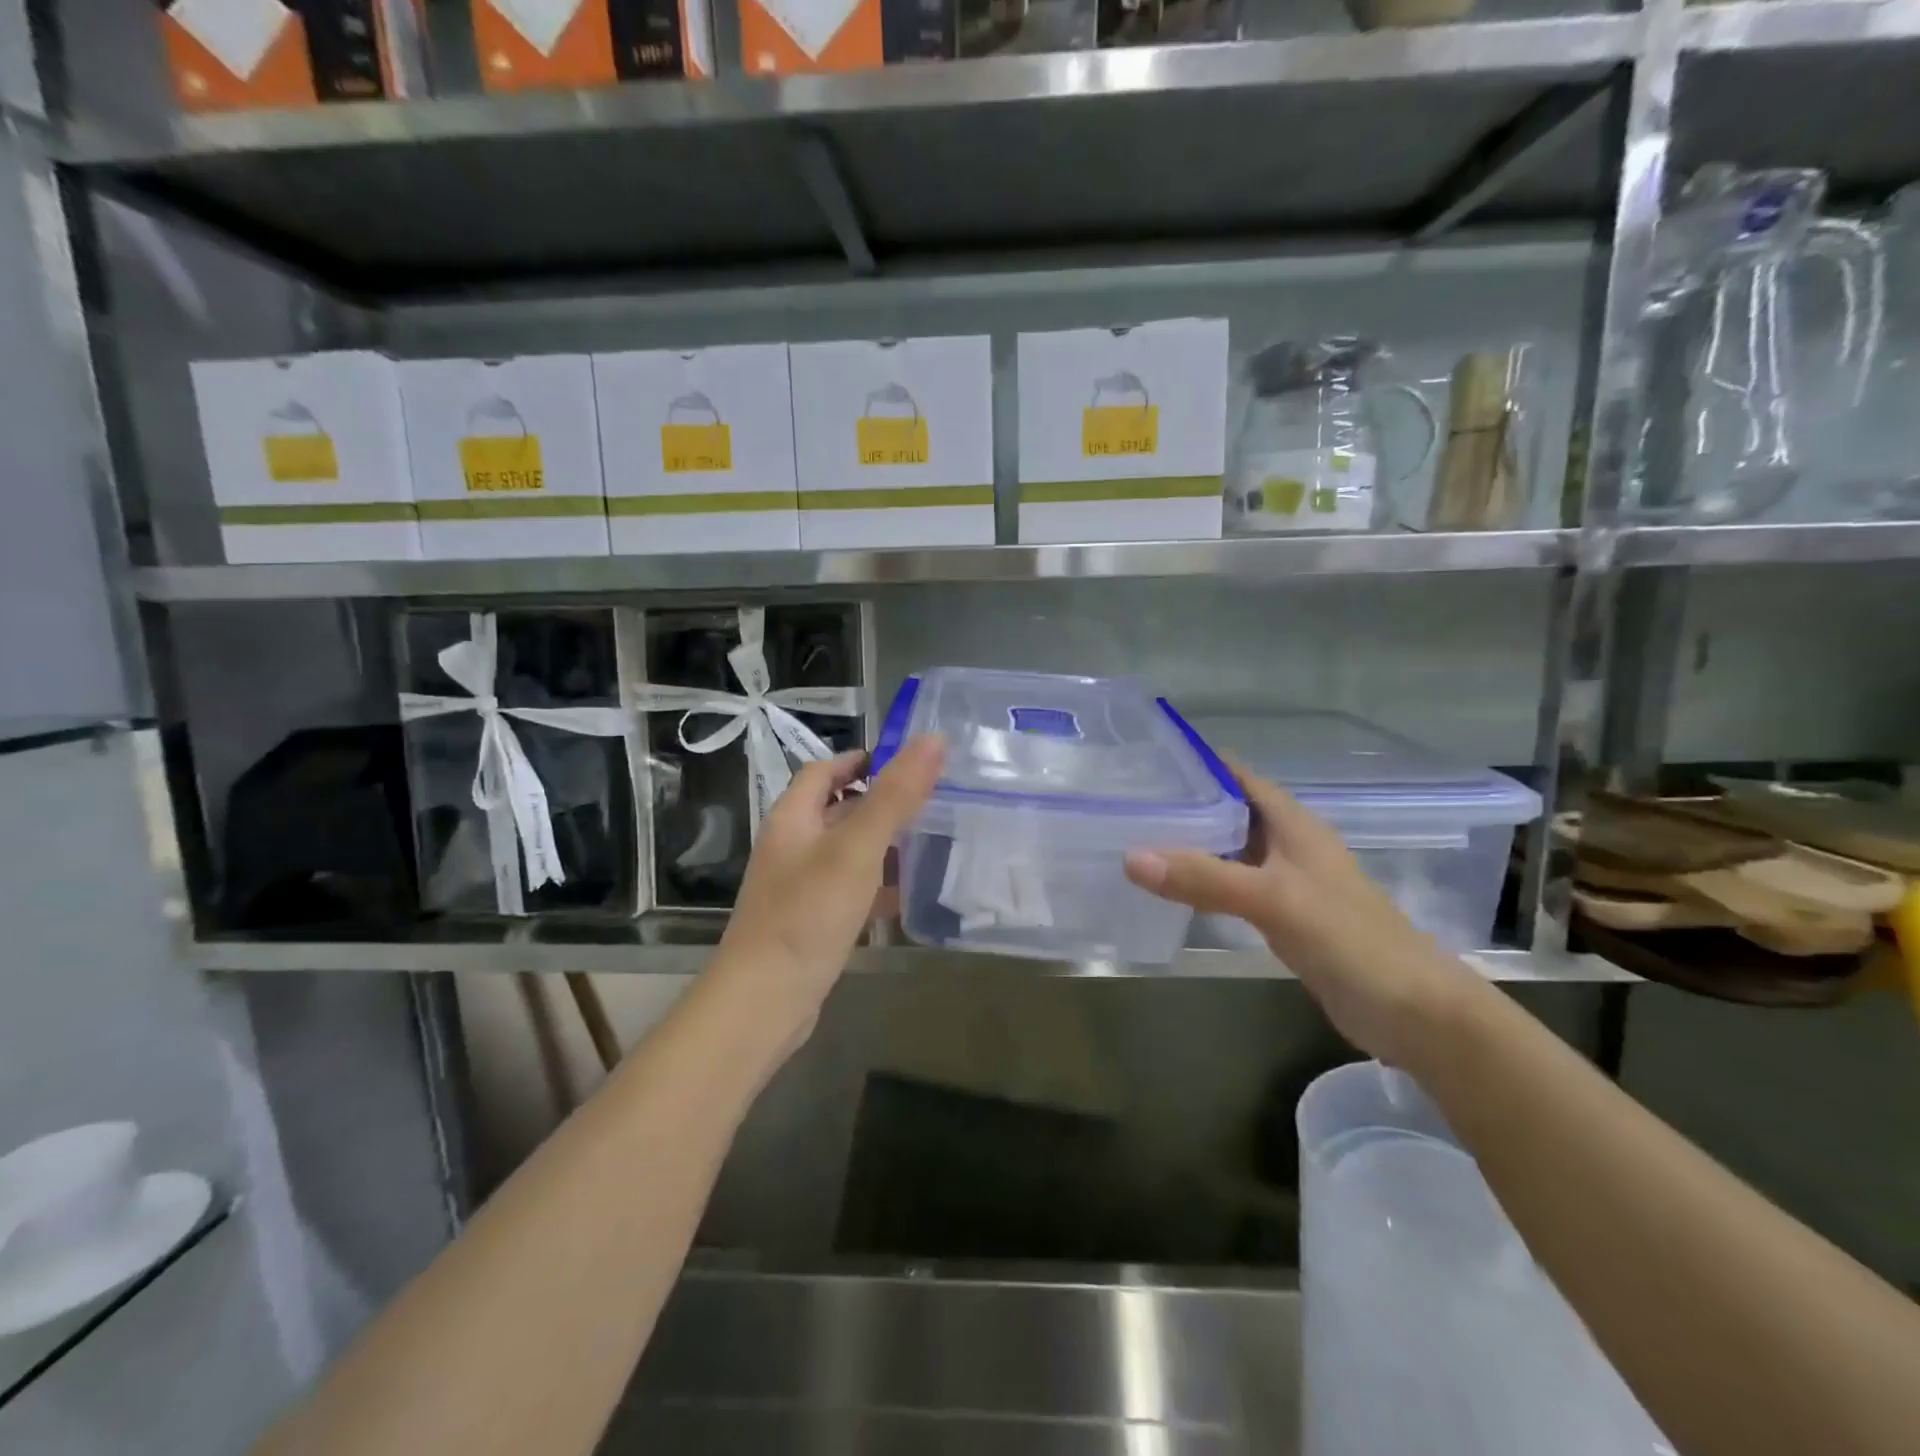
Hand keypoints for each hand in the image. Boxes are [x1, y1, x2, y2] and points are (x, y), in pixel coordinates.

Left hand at [706, 735, 945, 1047]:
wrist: (764, 1001)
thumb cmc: (808, 914)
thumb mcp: (856, 848)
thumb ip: (894, 796)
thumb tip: (933, 740)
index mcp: (792, 818)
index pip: (823, 770)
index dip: (861, 760)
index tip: (908, 763)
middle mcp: (791, 846)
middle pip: (836, 809)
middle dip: (880, 802)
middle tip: (931, 801)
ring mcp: (799, 886)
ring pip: (846, 851)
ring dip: (882, 844)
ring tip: (931, 842)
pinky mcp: (810, 921)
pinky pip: (849, 890)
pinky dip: (877, 885)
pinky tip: (909, 896)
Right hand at [1123, 757, 1479, 1064]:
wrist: (1412, 1011)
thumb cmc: (1349, 939)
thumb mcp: (1273, 900)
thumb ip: (1204, 878)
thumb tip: (1130, 858)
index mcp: (1293, 824)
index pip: (1238, 777)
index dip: (1197, 764)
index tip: (1146, 762)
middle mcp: (1289, 845)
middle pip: (1229, 812)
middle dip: (1184, 805)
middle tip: (1127, 804)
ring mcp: (1287, 882)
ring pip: (1229, 851)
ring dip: (1190, 845)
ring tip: (1136, 839)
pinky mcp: (1283, 917)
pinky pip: (1233, 887)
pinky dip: (1203, 882)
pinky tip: (1171, 889)